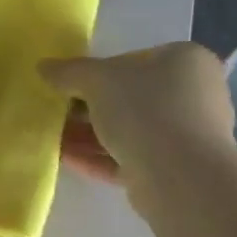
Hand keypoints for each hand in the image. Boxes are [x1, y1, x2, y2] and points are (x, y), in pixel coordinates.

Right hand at [42, 43, 236, 189]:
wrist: (181, 177)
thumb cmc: (145, 110)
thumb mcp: (97, 80)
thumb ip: (69, 71)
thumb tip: (43, 66)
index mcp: (186, 61)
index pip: (133, 60)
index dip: (97, 71)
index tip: (68, 85)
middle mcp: (194, 94)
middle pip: (130, 97)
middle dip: (88, 107)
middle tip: (56, 112)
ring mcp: (187, 135)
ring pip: (128, 130)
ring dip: (89, 135)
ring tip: (53, 138)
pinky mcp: (175, 170)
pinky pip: (130, 158)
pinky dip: (99, 157)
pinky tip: (65, 159)